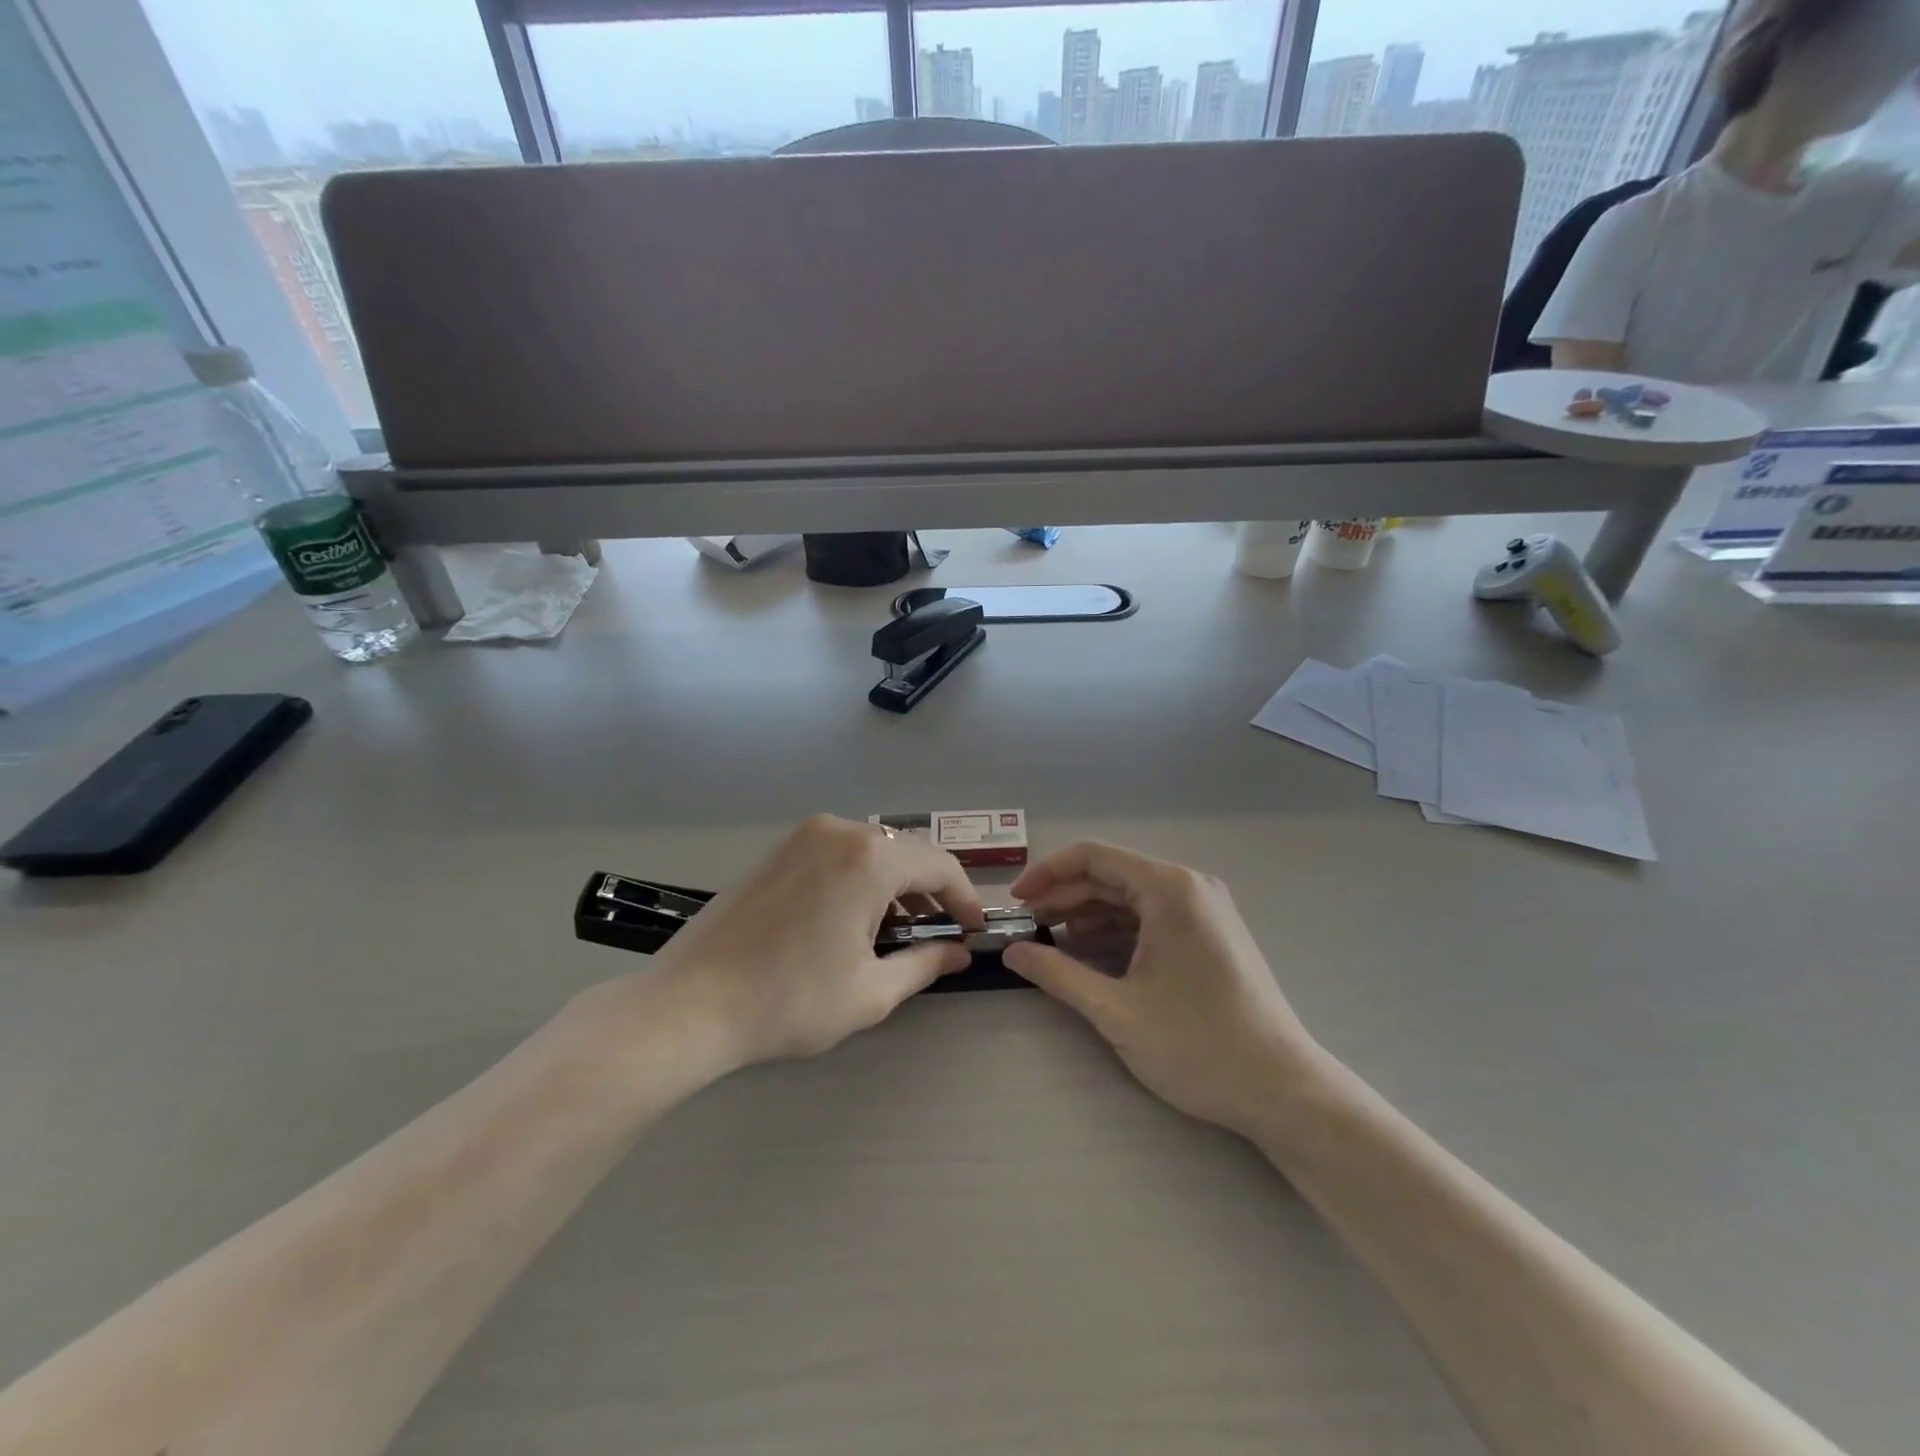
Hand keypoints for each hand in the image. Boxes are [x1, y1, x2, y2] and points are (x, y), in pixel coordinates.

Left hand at [651, 815, 984, 1067]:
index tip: (972, 931)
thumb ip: (925, 963)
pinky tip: (852, 918)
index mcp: (869, 858)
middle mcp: (839, 830)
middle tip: (937, 935)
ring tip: (895, 931)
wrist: (691, 1003)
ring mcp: (803, 835)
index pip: (940, 866)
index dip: (965, 899)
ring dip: (894, 885)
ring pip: (871, 851)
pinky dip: (859, 878)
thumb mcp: (871, 991)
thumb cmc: (790, 1000)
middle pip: (905, 853)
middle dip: (929, 892)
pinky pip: (838, 853)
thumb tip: (956, 952)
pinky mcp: (778, 849)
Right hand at [1003, 842, 1316, 1136]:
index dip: (1047, 873)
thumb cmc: (1197, 1045)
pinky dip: (1117, 929)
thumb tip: (1011, 952)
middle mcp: (1190, 886)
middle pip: (1112, 875)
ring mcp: (1205, 909)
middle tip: (1026, 928)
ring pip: (1131, 897)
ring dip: (1088, 914)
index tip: (1017, 902)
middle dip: (1064, 897)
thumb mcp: (1115, 1010)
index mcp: (1168, 889)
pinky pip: (1153, 916)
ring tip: (1052, 942)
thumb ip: (1057, 974)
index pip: (1093, 856)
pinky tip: (1092, 953)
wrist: (1282, 1090)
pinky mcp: (1212, 934)